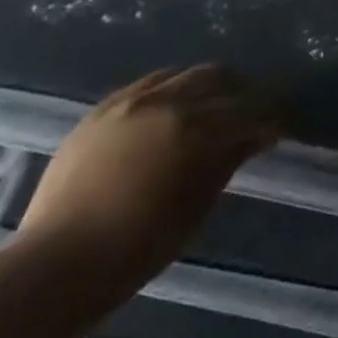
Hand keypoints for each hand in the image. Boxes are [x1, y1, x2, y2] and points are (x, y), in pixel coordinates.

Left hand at [16, 64, 282, 287]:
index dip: (269, 117)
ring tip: (212, 106)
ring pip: (184, 75)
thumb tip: (257, 136)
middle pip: (219, 78)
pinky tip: (172, 108)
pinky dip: (170, 90)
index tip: (278, 127)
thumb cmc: (139, 245)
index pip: (249, 110)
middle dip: (241, 92)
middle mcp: (167, 104)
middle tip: (251, 112)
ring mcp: (131, 102)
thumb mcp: (197, 205)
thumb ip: (228, 161)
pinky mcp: (103, 109)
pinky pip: (148, 83)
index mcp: (196, 130)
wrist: (59, 263)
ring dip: (206, 86)